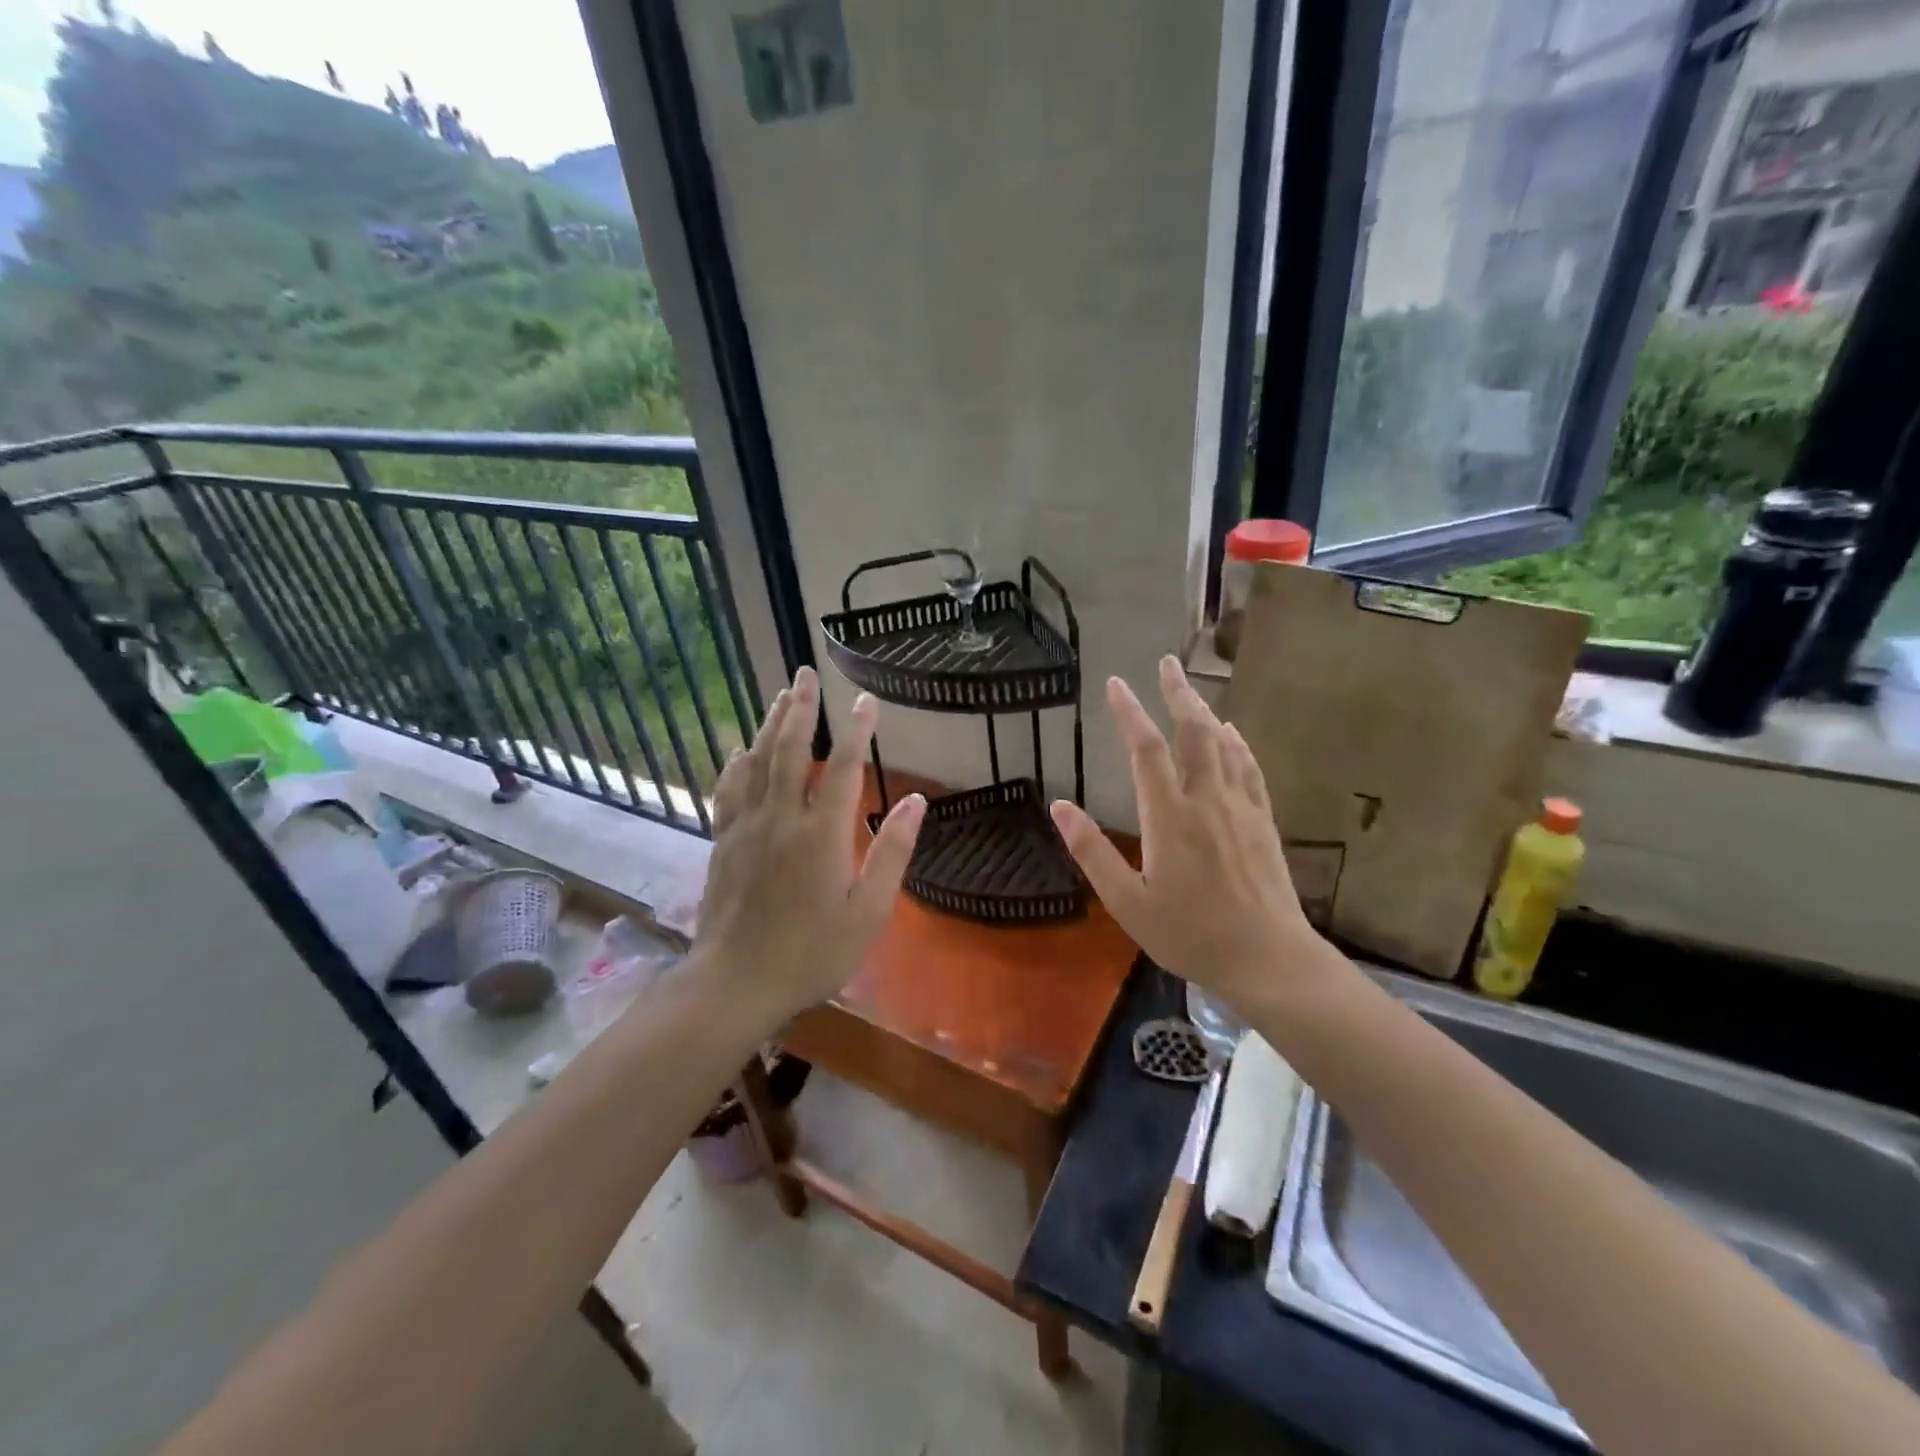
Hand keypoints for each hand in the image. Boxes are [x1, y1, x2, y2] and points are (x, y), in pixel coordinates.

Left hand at [693, 666, 924, 1027]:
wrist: (736, 983)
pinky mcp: (723, 842)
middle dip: (800, 708)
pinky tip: (740, 750)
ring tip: (780, 695)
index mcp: (821, 834)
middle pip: (789, 750)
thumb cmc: (812, 953)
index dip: (855, 730)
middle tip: (805, 673)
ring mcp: (746, 828)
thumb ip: (891, 853)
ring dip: (769, 724)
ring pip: (757, 762)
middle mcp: (781, 819)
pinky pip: (728, 790)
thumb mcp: (867, 912)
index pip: (841, 767)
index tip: (865, 699)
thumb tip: (916, 802)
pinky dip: (736, 764)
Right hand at [1050, 656, 1323, 1008]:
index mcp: (1169, 816)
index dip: (1129, 712)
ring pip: (1223, 744)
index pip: (1146, 750)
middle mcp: (1206, 799)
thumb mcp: (1128, 902)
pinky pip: (1249, 768)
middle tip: (1166, 662)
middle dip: (1177, 693)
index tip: (1115, 683)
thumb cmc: (1190, 934)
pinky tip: (1232, 734)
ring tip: (1190, 689)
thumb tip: (1060, 807)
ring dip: (1205, 711)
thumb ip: (1092, 851)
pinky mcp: (1263, 821)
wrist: (1268, 958)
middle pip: (1193, 732)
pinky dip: (1237, 743)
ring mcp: (1240, 807)